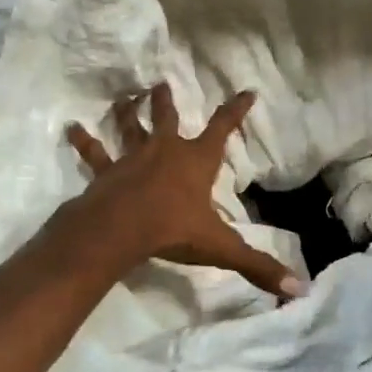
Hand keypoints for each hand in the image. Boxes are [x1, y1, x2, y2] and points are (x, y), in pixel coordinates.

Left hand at [63, 84, 304, 300]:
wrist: (121, 230)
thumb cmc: (173, 230)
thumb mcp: (221, 248)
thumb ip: (258, 266)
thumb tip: (299, 289)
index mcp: (197, 162)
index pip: (223, 129)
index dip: (236, 111)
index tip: (246, 91)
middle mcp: (165, 151)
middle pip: (168, 119)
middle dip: (166, 101)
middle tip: (160, 83)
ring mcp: (132, 158)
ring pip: (131, 128)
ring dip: (128, 112)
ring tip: (124, 96)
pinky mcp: (107, 172)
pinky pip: (95, 153)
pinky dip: (84, 141)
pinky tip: (71, 128)